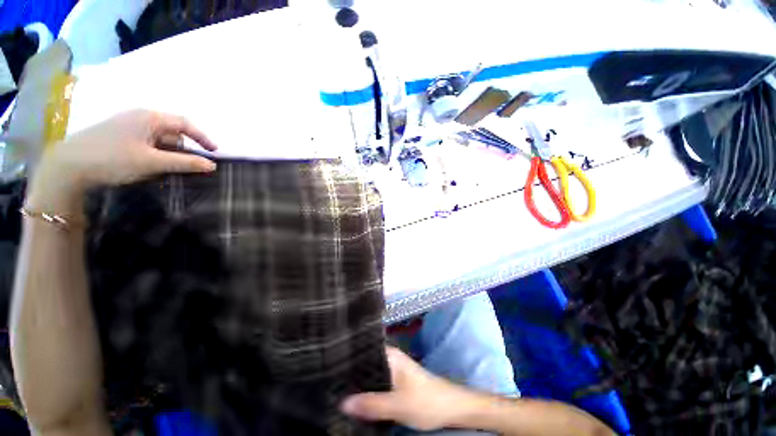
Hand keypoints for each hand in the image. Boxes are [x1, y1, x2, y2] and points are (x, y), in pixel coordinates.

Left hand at [28, 110, 216, 212]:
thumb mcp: (153, 162)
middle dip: (185, 148)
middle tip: (192, 165)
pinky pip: (146, 142)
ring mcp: (127, 125)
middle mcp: (140, 116)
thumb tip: (212, 165)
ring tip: (171, 169)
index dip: (202, 137)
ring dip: (169, 153)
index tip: (215, 152)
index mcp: (150, 117)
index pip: (185, 124)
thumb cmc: (114, 159)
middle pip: (172, 131)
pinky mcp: (118, 135)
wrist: (69, 165)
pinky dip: (155, 153)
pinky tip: (152, 166)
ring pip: (159, 138)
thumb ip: (184, 163)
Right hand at [341, 346, 479, 430]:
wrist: (449, 409)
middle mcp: (390, 359)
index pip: (365, 349)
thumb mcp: (398, 404)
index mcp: (391, 355)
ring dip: (358, 382)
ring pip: (370, 374)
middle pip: (366, 363)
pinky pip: (376, 384)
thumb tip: (342, 403)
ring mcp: (392, 371)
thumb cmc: (426, 400)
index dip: (348, 355)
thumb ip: (372, 404)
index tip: (330, 362)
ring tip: (335, 388)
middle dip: (350, 371)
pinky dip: (366, 390)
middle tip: (328, 379)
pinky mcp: (394, 384)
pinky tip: (355, 399)